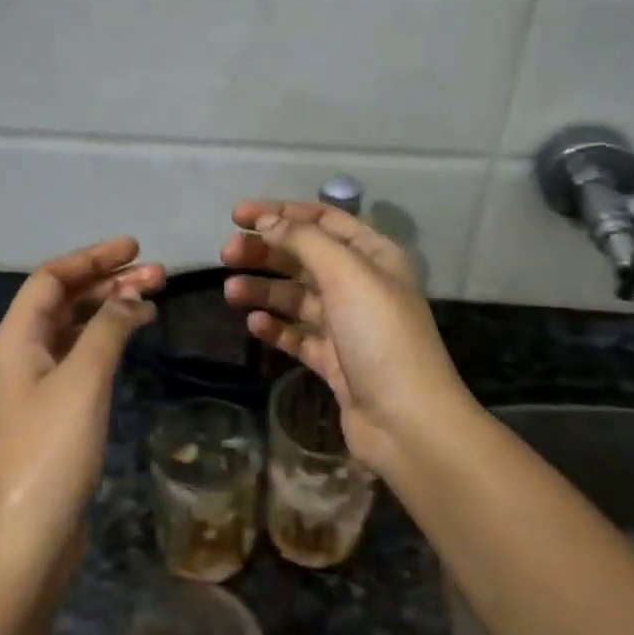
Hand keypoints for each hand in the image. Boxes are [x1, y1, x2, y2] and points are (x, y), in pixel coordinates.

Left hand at [0, 237, 163, 582]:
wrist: (25, 538)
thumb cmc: (50, 451)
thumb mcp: (82, 381)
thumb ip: (107, 329)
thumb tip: (131, 297)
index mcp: (15, 339)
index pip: (50, 279)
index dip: (92, 258)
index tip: (135, 248)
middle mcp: (20, 355)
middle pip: (63, 301)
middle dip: (108, 282)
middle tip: (158, 275)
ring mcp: (35, 386)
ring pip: (74, 330)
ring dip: (110, 310)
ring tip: (155, 300)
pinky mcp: (52, 412)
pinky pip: (80, 358)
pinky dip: (107, 341)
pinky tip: (133, 340)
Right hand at [221, 201, 472, 478]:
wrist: (407, 421)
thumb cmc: (380, 335)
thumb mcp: (346, 274)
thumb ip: (304, 240)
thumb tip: (269, 221)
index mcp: (374, 256)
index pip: (323, 220)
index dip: (281, 213)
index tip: (238, 216)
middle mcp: (361, 285)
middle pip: (305, 257)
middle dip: (266, 252)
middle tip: (226, 254)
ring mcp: (347, 325)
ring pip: (297, 297)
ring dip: (264, 289)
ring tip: (231, 292)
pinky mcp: (334, 361)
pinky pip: (298, 335)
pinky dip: (276, 327)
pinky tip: (254, 325)